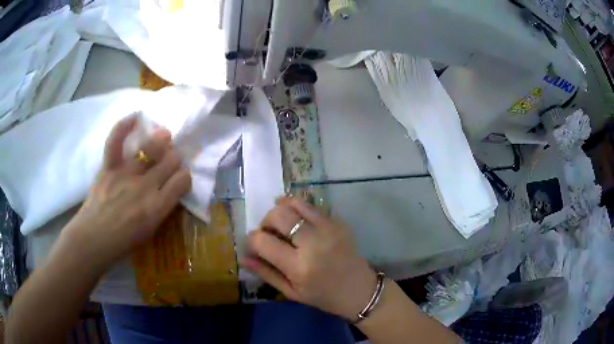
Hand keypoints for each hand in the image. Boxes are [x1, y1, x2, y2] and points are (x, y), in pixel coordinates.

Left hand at [61, 117, 190, 269]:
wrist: (93, 239)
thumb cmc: (122, 242)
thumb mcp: (150, 231)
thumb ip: (162, 207)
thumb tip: (169, 188)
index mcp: (157, 208)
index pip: (183, 180)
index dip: (184, 176)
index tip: (180, 178)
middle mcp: (145, 187)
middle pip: (171, 160)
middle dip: (174, 159)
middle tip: (169, 161)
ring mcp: (126, 174)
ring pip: (151, 147)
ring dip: (161, 140)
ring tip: (163, 137)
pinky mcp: (109, 167)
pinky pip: (116, 141)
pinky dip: (124, 126)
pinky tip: (135, 117)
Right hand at [242, 197, 376, 320]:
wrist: (359, 290)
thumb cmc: (323, 296)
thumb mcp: (291, 292)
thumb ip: (265, 273)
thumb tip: (243, 257)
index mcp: (299, 267)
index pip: (262, 241)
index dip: (251, 240)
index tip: (254, 245)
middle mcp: (313, 243)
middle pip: (278, 214)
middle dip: (266, 221)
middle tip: (269, 233)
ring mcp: (329, 228)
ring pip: (294, 203)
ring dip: (281, 210)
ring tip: (283, 224)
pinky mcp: (338, 222)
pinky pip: (311, 206)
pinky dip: (298, 210)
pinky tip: (299, 223)